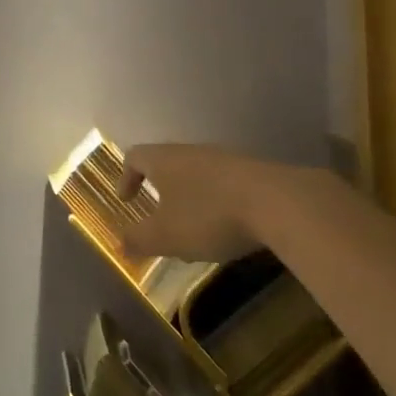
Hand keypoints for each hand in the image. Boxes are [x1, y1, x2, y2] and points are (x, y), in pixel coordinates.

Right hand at [118, 143, 344, 261]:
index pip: (135, 156)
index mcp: (164, 160)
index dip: (126, 177)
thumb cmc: (209, 216)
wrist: (278, 203)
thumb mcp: (166, 236)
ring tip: (193, 227)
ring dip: (189, 196)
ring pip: (196, 173)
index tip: (127, 201)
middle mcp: (191, 152)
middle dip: (159, 188)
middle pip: (166, 162)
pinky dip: (215, 201)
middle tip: (158, 215)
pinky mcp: (252, 172)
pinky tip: (227, 227)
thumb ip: (138, 239)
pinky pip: (223, 183)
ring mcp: (224, 159)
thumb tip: (118, 243)